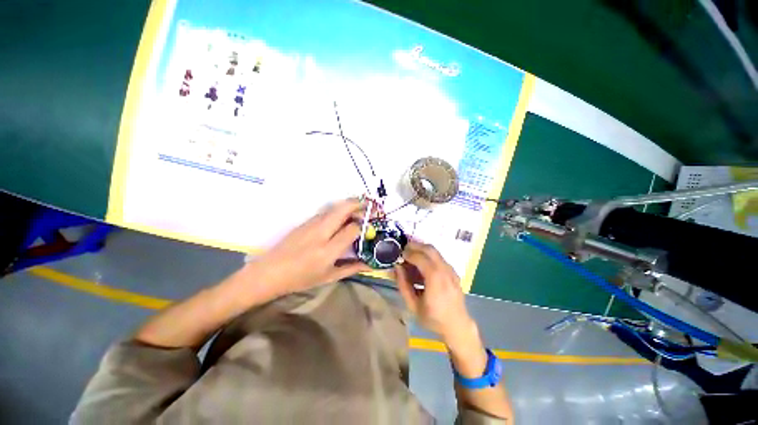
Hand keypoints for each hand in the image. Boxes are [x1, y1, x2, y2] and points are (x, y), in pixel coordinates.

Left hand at [241, 198, 370, 298]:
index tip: (370, 226)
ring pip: (334, 207)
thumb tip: (371, 264)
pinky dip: (339, 209)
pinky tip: (343, 215)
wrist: (269, 272)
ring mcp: (311, 224)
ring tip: (360, 208)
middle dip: (359, 204)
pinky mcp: (305, 221)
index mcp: (328, 250)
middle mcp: (321, 233)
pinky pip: (326, 211)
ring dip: (349, 204)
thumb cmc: (301, 279)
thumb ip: (352, 268)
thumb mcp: (329, 277)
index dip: (364, 225)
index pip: (352, 229)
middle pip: (343, 209)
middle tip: (370, 206)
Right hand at [395, 241, 476, 344]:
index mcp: (435, 279)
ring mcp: (451, 270)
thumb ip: (403, 285)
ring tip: (411, 256)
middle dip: (415, 246)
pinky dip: (428, 256)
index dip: (408, 254)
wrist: (457, 326)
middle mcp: (445, 270)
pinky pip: (439, 258)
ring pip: (435, 251)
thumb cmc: (433, 318)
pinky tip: (421, 265)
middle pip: (429, 249)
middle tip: (404, 249)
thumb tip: (397, 267)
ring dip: (422, 249)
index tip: (399, 255)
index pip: (420, 258)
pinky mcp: (453, 272)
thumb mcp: (413, 305)